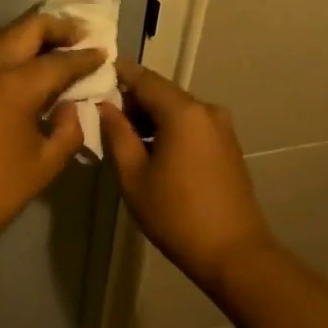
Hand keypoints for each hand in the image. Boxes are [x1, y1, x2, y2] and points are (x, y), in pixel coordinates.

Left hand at [0, 12, 104, 260]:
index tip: (103, 53)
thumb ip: (68, 131)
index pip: (60, 60)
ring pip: (1, 35)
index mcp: (15, 85)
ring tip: (52, 46)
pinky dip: (7, 50)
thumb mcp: (43, 167)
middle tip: (81, 37)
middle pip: (27, 28)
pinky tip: (18, 68)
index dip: (85, 56)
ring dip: (29, 34)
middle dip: (58, 27)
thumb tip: (71, 107)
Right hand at [99, 61, 275, 284]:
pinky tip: (152, 153)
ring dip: (151, 118)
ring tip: (124, 140)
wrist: (234, 253)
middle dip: (132, 101)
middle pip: (161, 92)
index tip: (93, 76)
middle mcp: (206, 110)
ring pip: (177, 110)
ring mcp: (221, 127)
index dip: (117, 74)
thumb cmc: (177, 215)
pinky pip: (192, 125)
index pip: (144, 78)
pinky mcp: (228, 144)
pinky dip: (170, 129)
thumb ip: (117, 134)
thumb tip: (103, 106)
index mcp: (183, 112)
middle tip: (103, 118)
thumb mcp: (134, 177)